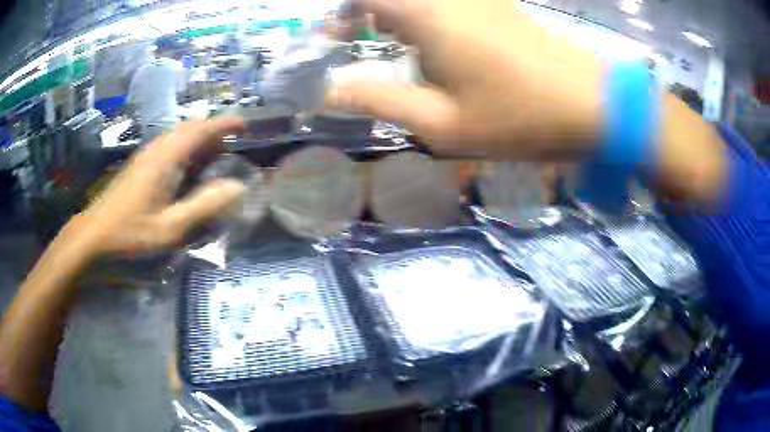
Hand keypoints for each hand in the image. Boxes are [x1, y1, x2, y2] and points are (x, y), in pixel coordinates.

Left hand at [71, 118, 245, 255]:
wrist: (96, 232)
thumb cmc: (132, 231)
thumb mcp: (171, 227)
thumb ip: (203, 206)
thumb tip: (236, 187)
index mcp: (167, 159)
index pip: (200, 130)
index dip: (224, 124)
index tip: (244, 125)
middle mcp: (157, 149)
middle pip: (189, 127)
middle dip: (213, 129)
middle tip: (232, 143)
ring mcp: (146, 154)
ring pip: (178, 134)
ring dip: (198, 137)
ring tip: (213, 153)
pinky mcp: (140, 163)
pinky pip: (168, 144)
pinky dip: (185, 146)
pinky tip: (186, 166)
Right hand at [327, 0, 603, 158]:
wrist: (592, 105)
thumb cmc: (520, 117)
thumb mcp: (442, 122)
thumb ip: (379, 100)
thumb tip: (329, 91)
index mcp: (428, 14)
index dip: (341, 12)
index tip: (334, 39)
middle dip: (364, 12)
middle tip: (357, 41)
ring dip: (394, 12)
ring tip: (388, 42)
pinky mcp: (498, 3)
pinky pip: (446, 1)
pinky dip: (424, 13)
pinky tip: (432, 39)